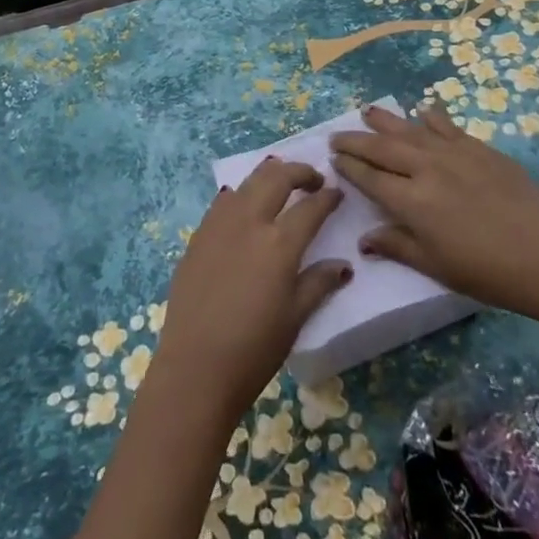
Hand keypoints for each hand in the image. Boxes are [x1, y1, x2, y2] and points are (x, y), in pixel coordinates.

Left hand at [152, 159, 353, 428]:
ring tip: (281, 183)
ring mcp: (219, 224)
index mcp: (279, 243)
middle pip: (276, 177)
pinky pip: (223, 201)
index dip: (327, 197)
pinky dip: (241, 193)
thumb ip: (319, 283)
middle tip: (313, 179)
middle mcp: (249, 222)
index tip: (337, 192)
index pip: (310, 207)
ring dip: (269, 175)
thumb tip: (343, 265)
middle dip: (299, 171)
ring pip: (247, 181)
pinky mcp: (198, 235)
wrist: (194, 368)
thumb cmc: (253, 349)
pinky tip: (245, 206)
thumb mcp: (295, 318)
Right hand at [330, 103, 538, 318]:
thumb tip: (364, 239)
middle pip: (382, 147)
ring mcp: (455, 154)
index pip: (369, 177)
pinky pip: (447, 126)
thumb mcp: (438, 268)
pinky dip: (430, 118)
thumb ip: (398, 247)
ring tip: (367, 111)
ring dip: (385, 121)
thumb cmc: (491, 273)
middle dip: (356, 140)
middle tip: (337, 136)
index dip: (348, 167)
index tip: (332, 159)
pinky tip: (422, 112)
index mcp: (412, 202)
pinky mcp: (480, 149)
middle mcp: (426, 169)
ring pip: (410, 130)